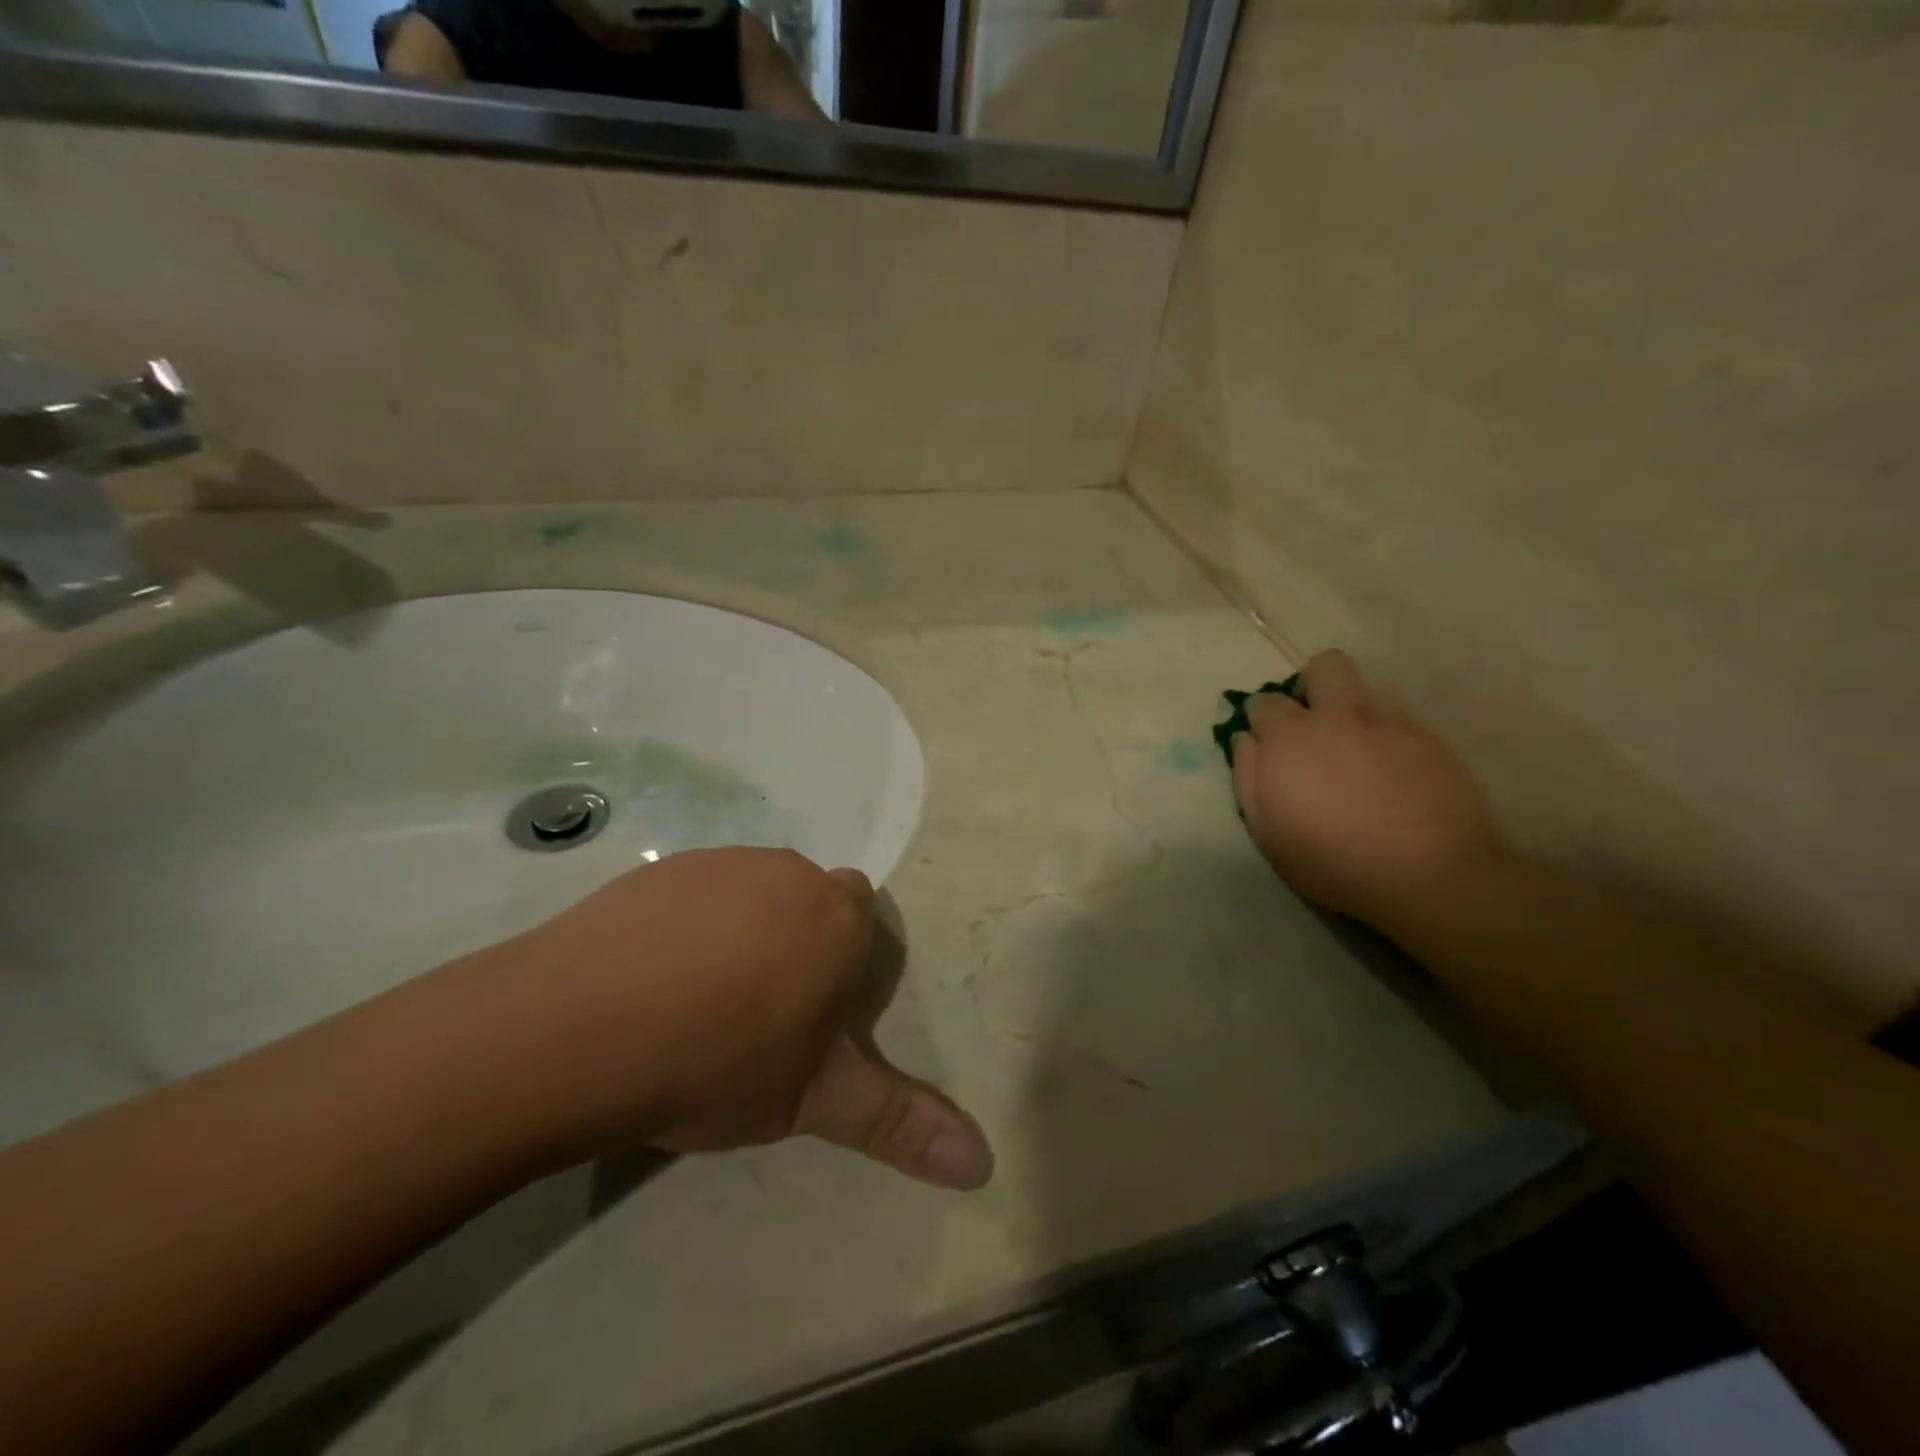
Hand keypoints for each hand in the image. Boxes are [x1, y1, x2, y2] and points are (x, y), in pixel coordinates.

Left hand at [437, 848, 993, 1190]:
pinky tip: (647, 977)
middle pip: (809, 903)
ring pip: (752, 894)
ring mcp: (723, 862)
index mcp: (838, 918)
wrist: (577, 1029)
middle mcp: (790, 873)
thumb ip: (900, 1124)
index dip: (837, 968)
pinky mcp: (662, 866)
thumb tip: (984, 1165)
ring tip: (693, 1000)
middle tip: (752, 1015)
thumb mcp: (815, 1102)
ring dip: (741, 932)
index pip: (861, 921)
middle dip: (795, 945)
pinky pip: (694, 892)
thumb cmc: (715, 1062)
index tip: (804, 1016)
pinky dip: (686, 924)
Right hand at [1229, 651, 1508, 928]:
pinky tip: (1391, 773)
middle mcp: (1338, 716)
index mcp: (1290, 738)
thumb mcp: (1267, 832)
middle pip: (1324, 667)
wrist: (1429, 874)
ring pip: (1365, 688)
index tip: (1267, 744)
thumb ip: (1248, 777)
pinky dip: (1385, 736)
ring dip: (1351, 710)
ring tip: (1355, 752)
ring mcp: (1388, 723)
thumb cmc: (1332, 860)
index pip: (1264, 701)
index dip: (1261, 720)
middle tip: (1312, 726)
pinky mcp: (1429, 738)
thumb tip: (1244, 739)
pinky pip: (1398, 720)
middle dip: (1312, 686)